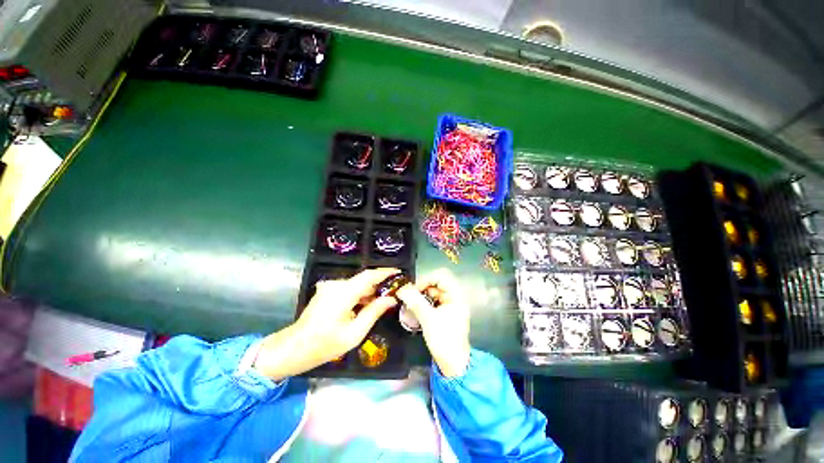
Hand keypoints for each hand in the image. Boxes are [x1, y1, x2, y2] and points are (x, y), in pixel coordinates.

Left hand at [253, 268, 399, 380]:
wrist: (293, 349)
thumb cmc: (324, 345)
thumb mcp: (354, 333)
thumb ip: (374, 312)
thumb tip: (391, 299)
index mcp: (343, 293)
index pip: (368, 276)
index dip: (385, 273)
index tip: (399, 273)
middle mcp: (336, 285)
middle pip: (363, 280)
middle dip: (379, 285)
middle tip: (395, 292)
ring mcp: (330, 287)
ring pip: (356, 285)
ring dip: (370, 291)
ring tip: (384, 301)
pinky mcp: (327, 292)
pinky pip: (349, 289)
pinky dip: (359, 295)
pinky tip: (367, 305)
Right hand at [396, 269, 470, 377]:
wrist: (453, 365)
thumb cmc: (444, 340)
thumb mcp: (428, 319)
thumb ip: (415, 302)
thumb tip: (402, 289)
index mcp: (456, 296)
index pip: (441, 276)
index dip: (427, 279)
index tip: (414, 289)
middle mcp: (454, 298)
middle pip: (437, 284)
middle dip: (422, 288)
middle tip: (409, 296)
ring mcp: (450, 306)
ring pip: (433, 293)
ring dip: (421, 296)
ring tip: (409, 303)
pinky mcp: (445, 313)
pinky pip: (433, 302)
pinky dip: (423, 303)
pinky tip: (415, 309)